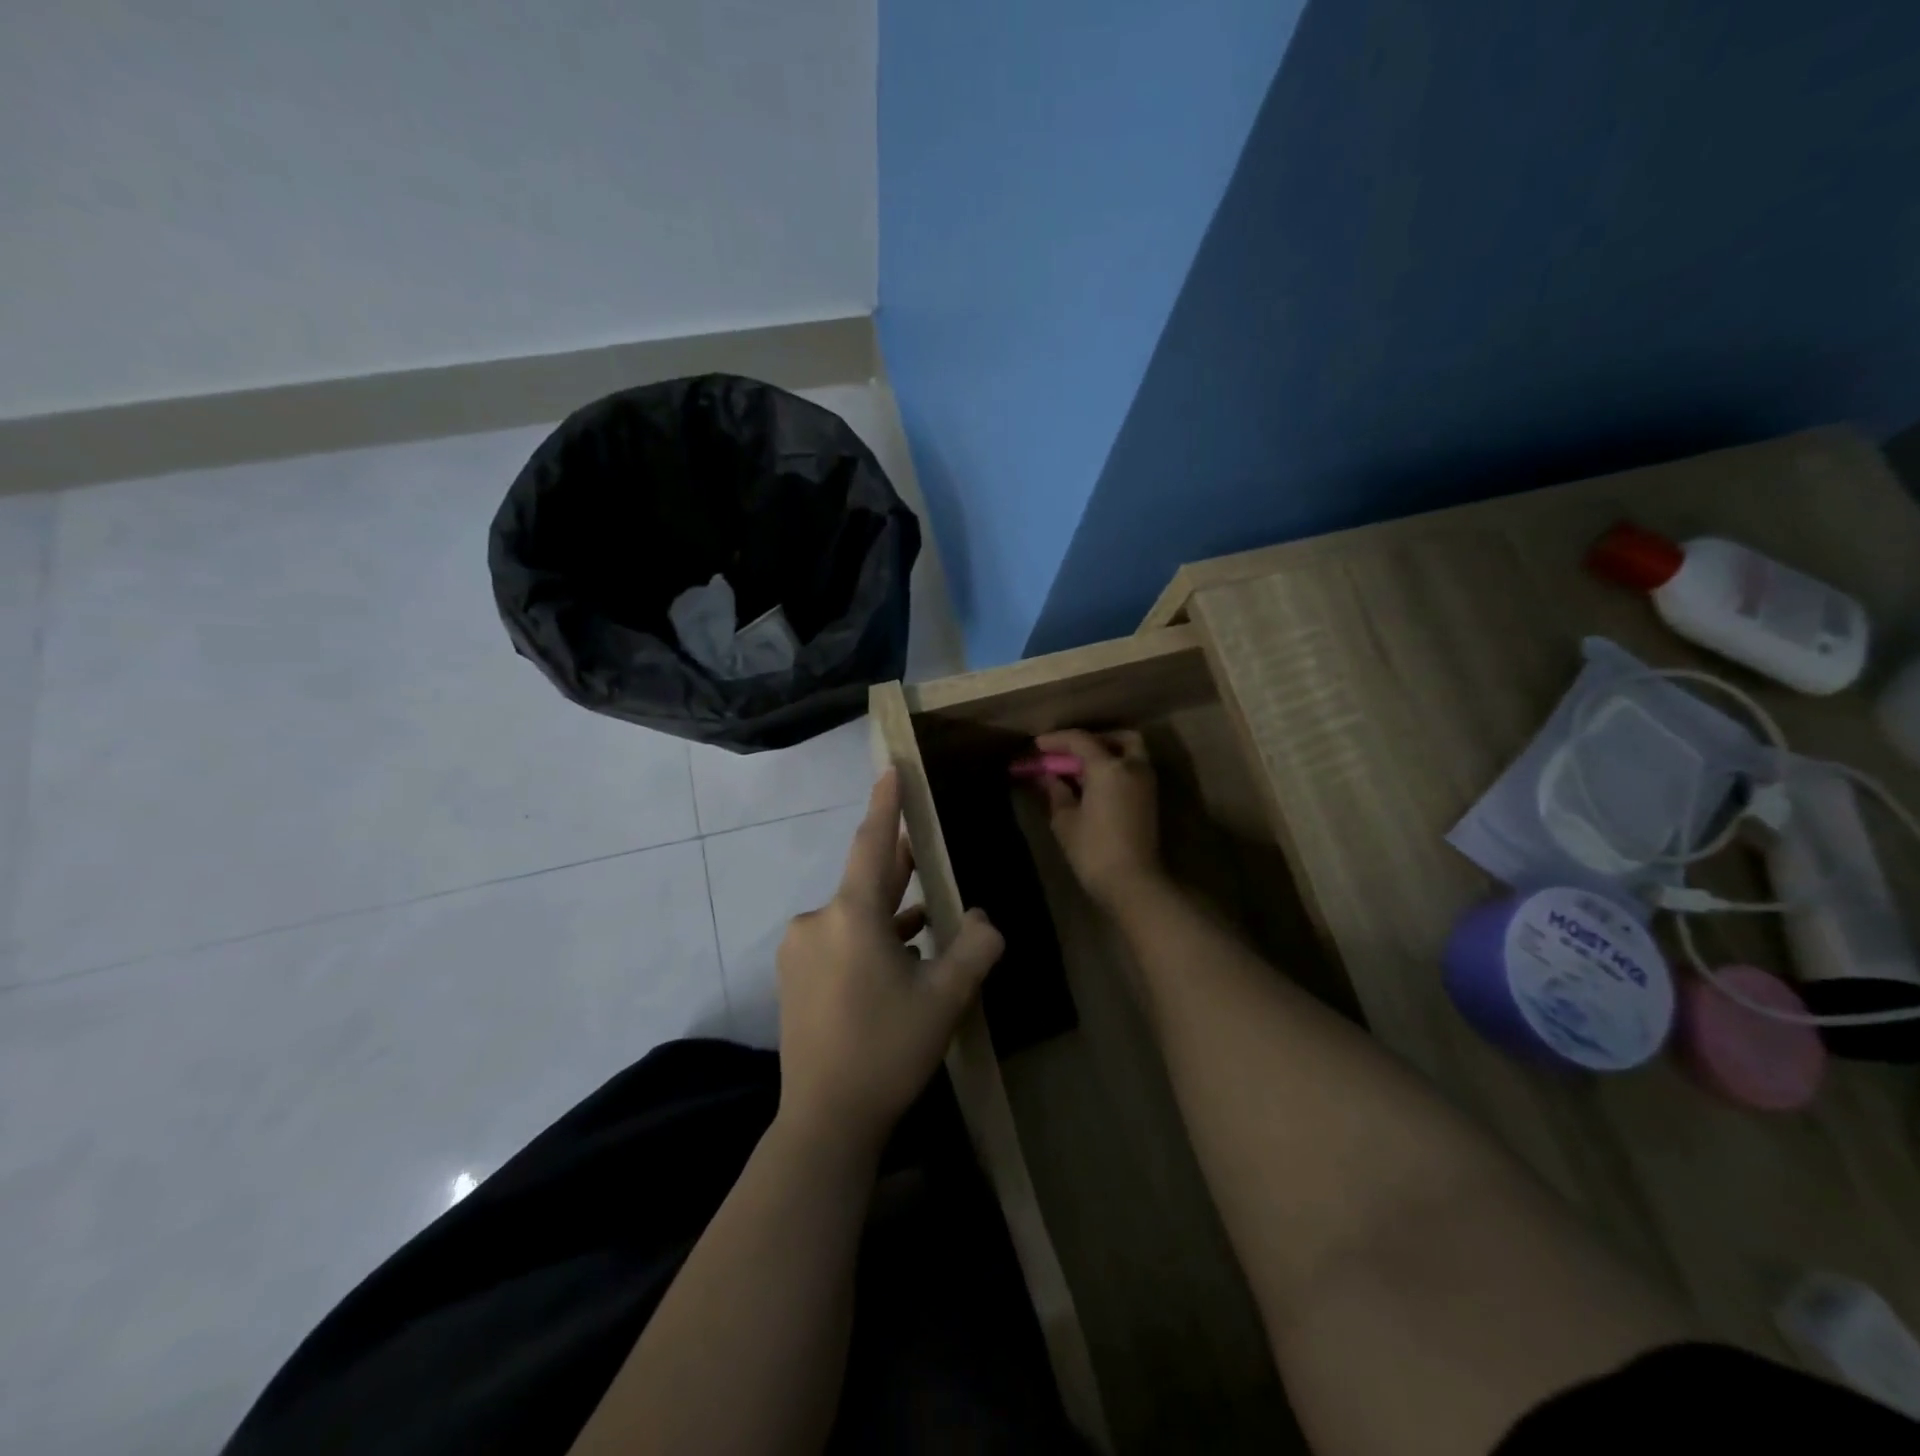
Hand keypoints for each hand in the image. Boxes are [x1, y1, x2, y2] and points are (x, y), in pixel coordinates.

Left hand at [775, 768, 1004, 1153]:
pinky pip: (839, 938)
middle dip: (897, 863)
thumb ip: (974, 947)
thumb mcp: (946, 996)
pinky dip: (870, 937)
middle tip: (925, 843)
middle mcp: (817, 921)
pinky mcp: (795, 976)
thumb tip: (982, 919)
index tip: (892, 768)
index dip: (886, 804)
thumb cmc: (888, 1050)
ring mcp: (800, 949)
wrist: (825, 1120)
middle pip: (866, 880)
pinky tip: (899, 952)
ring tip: (926, 909)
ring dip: (888, 910)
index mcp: (851, 915)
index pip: (872, 844)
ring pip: (854, 914)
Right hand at [1033, 729, 1163, 908]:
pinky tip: (1094, 784)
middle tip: (1068, 753)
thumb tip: (1049, 777)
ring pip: (1129, 752)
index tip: (1037, 745)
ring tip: (1080, 770)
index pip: (1080, 740)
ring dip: (1106, 752)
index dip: (1056, 740)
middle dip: (1091, 740)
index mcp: (1109, 768)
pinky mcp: (1150, 799)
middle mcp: (1132, 767)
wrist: (1133, 883)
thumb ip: (1056, 791)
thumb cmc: (1093, 851)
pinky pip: (1132, 769)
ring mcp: (1146, 782)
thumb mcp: (1065, 820)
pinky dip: (1115, 767)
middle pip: (1115, 738)